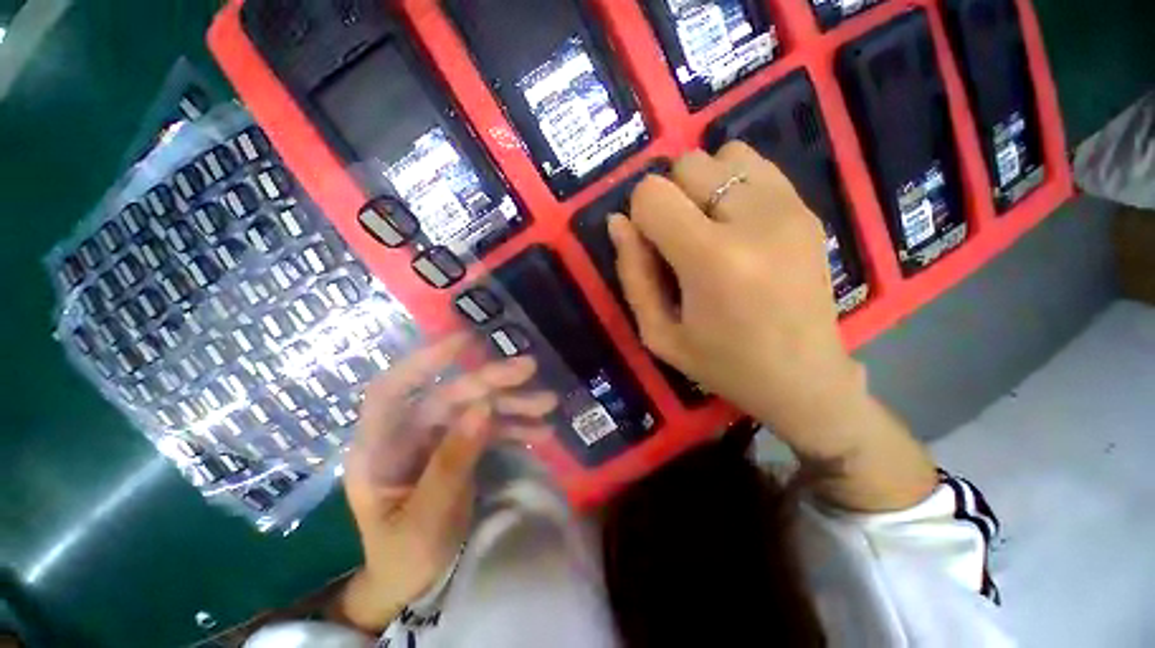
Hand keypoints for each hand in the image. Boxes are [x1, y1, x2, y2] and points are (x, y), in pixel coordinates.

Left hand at [337, 335, 556, 630]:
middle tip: (529, 367)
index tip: (465, 341)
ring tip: (549, 403)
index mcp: (380, 449)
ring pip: (474, 408)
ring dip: (512, 403)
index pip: (393, 389)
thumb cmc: (404, 556)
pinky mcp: (459, 448)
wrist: (412, 582)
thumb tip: (483, 408)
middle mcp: (408, 435)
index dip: (425, 360)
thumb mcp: (427, 517)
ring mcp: (436, 440)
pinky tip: (542, 429)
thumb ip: (452, 462)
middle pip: (449, 395)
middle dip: (490, 381)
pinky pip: (488, 428)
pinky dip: (515, 426)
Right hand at [609, 143, 861, 445]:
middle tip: (679, 241)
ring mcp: (788, 207)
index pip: (652, 194)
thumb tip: (618, 222)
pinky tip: (735, 223)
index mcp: (712, 259)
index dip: (640, 215)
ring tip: (708, 228)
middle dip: (670, 198)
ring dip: (702, 186)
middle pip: (687, 165)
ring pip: (722, 156)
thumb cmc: (722, 364)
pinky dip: (732, 183)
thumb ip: (632, 274)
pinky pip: (756, 165)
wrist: (804, 377)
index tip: (650, 245)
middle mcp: (754, 219)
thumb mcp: (658, 334)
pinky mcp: (807, 207)